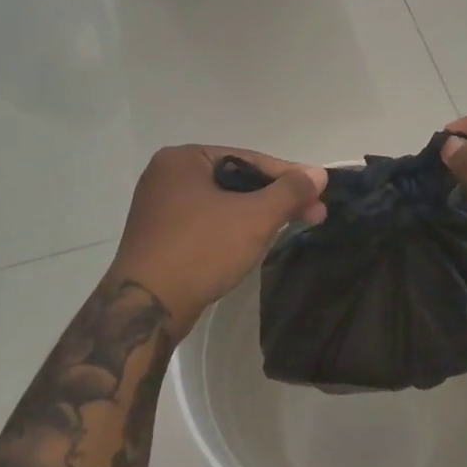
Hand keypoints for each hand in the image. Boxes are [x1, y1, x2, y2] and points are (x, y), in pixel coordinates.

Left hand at [111, 145, 328, 339]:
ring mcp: (158, 207)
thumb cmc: (201, 250)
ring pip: (221, 203)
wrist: (146, 308)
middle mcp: (166, 175)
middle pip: (235, 180)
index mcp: (183, 159)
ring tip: (289, 227)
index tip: (319, 192)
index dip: (288, 176)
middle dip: (274, 198)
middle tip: (312, 214)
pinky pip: (205, 222)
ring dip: (256, 215)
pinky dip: (231, 229)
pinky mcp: (158, 237)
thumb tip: (319, 173)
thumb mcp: (254, 218)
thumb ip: (289, 192)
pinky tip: (252, 242)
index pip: (248, 159)